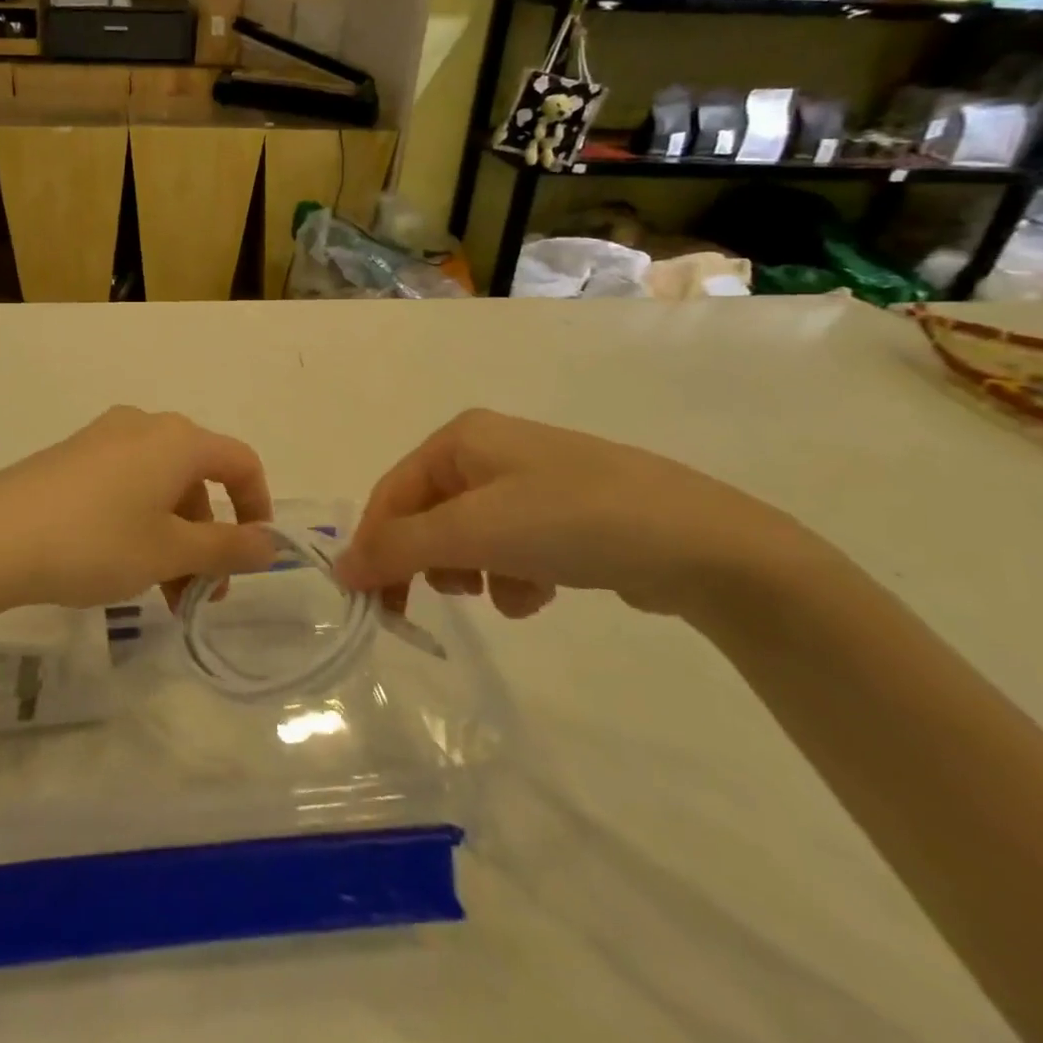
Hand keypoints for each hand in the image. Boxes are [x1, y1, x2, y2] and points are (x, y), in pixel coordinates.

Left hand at [0, 407, 275, 612]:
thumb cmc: (96, 542)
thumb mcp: (169, 552)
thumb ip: (227, 548)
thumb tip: (270, 545)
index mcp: (177, 439)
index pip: (240, 462)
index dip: (257, 508)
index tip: (253, 558)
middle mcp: (144, 426)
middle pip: (197, 479)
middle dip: (208, 538)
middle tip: (200, 594)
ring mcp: (103, 438)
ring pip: (160, 487)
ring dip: (174, 538)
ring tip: (161, 595)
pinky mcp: (71, 457)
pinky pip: (125, 485)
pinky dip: (140, 524)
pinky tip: (121, 566)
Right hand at [335, 409, 824, 622]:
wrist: (702, 544)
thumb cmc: (571, 521)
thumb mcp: (474, 531)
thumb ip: (398, 548)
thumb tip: (339, 566)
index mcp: (461, 438)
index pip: (392, 493)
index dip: (375, 546)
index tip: (369, 604)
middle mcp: (489, 451)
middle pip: (427, 515)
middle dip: (431, 561)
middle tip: (435, 604)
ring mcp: (529, 482)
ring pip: (467, 537)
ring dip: (475, 572)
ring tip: (508, 591)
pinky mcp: (562, 515)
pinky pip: (509, 548)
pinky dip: (513, 575)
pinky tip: (542, 592)